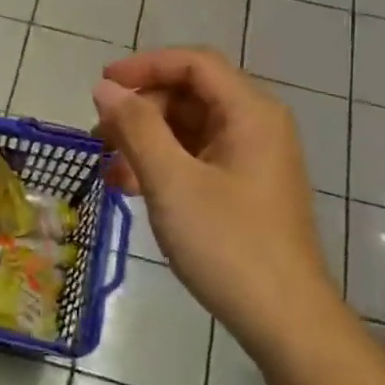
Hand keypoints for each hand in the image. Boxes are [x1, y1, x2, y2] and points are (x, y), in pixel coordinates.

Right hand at [93, 50, 338, 342]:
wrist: (284, 320)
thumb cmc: (228, 244)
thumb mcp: (172, 182)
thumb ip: (136, 128)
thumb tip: (105, 88)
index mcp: (251, 113)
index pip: (193, 63)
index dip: (144, 66)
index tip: (101, 86)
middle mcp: (257, 126)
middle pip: (190, 94)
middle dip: (141, 111)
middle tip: (100, 139)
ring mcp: (252, 158)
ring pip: (189, 128)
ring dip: (146, 141)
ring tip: (111, 171)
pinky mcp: (244, 188)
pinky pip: (197, 158)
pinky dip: (163, 164)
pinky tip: (133, 188)